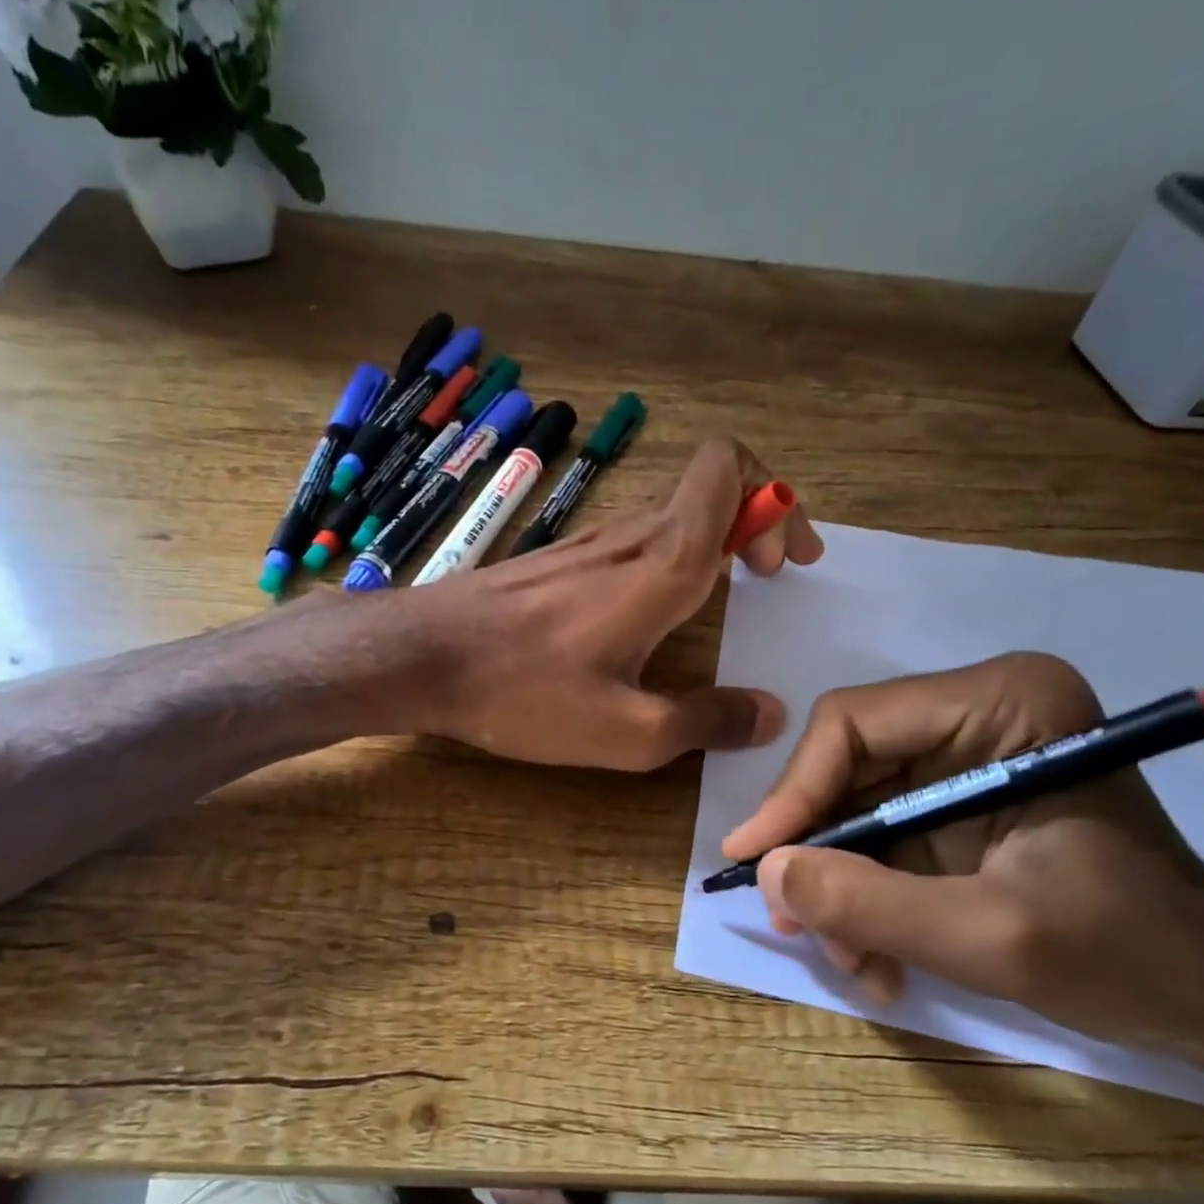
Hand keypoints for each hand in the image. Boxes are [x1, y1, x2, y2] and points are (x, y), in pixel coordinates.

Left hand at [396, 437, 823, 770]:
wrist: (421, 658)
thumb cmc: (525, 692)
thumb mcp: (627, 733)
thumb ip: (706, 722)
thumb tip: (768, 715)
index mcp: (661, 565)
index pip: (730, 470)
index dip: (774, 498)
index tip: (782, 562)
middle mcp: (629, 538)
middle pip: (711, 488)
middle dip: (757, 522)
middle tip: (771, 579)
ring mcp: (588, 545)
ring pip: (672, 514)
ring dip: (714, 542)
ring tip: (726, 596)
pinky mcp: (558, 562)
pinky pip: (633, 541)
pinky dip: (669, 559)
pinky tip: (654, 614)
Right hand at [722, 652, 1203, 1053]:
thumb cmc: (1128, 954)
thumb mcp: (987, 936)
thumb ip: (868, 902)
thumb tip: (766, 871)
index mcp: (1002, 703)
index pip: (853, 723)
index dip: (794, 792)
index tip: (754, 860)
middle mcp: (974, 714)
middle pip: (844, 770)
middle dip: (818, 854)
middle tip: (796, 925)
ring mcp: (963, 760)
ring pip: (853, 812)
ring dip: (841, 890)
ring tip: (855, 962)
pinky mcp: (956, 805)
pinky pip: (879, 840)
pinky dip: (868, 900)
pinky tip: (881, 961)